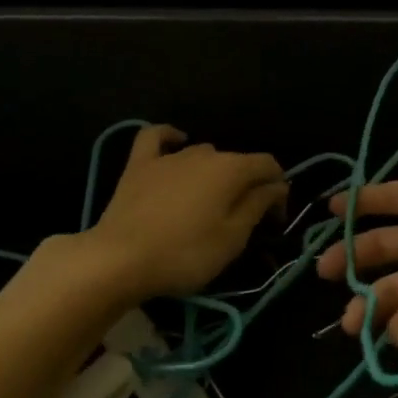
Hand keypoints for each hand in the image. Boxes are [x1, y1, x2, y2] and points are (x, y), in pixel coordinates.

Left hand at [88, 126, 287, 299]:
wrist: (119, 260)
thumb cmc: (185, 253)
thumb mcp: (232, 238)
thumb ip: (258, 206)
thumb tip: (277, 186)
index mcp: (232, 170)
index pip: (269, 166)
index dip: (278, 190)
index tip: (275, 220)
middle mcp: (204, 154)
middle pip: (237, 162)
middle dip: (248, 185)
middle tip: (245, 220)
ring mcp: (169, 156)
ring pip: (204, 153)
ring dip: (216, 172)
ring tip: (212, 200)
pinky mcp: (139, 165)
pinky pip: (157, 138)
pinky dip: (171, 137)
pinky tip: (177, 142)